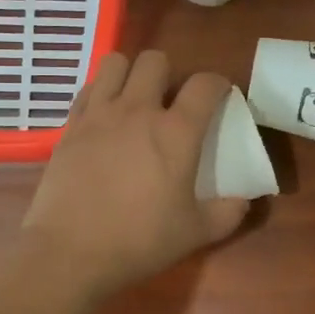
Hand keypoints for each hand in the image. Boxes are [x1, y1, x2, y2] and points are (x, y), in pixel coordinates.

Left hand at [24, 50, 249, 299]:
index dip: (218, 84)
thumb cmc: (139, 241)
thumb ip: (228, 212)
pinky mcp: (70, 126)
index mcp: (176, 132)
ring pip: (116, 63)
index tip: (220, 97)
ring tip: (135, 99)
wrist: (70, 252)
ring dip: (130, 74)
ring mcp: (99, 115)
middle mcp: (138, 110)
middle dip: (169, 73)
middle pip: (155, 60)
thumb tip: (243, 200)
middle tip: (171, 101)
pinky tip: (105, 118)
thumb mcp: (197, 233)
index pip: (205, 84)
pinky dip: (101, 93)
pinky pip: (89, 89)